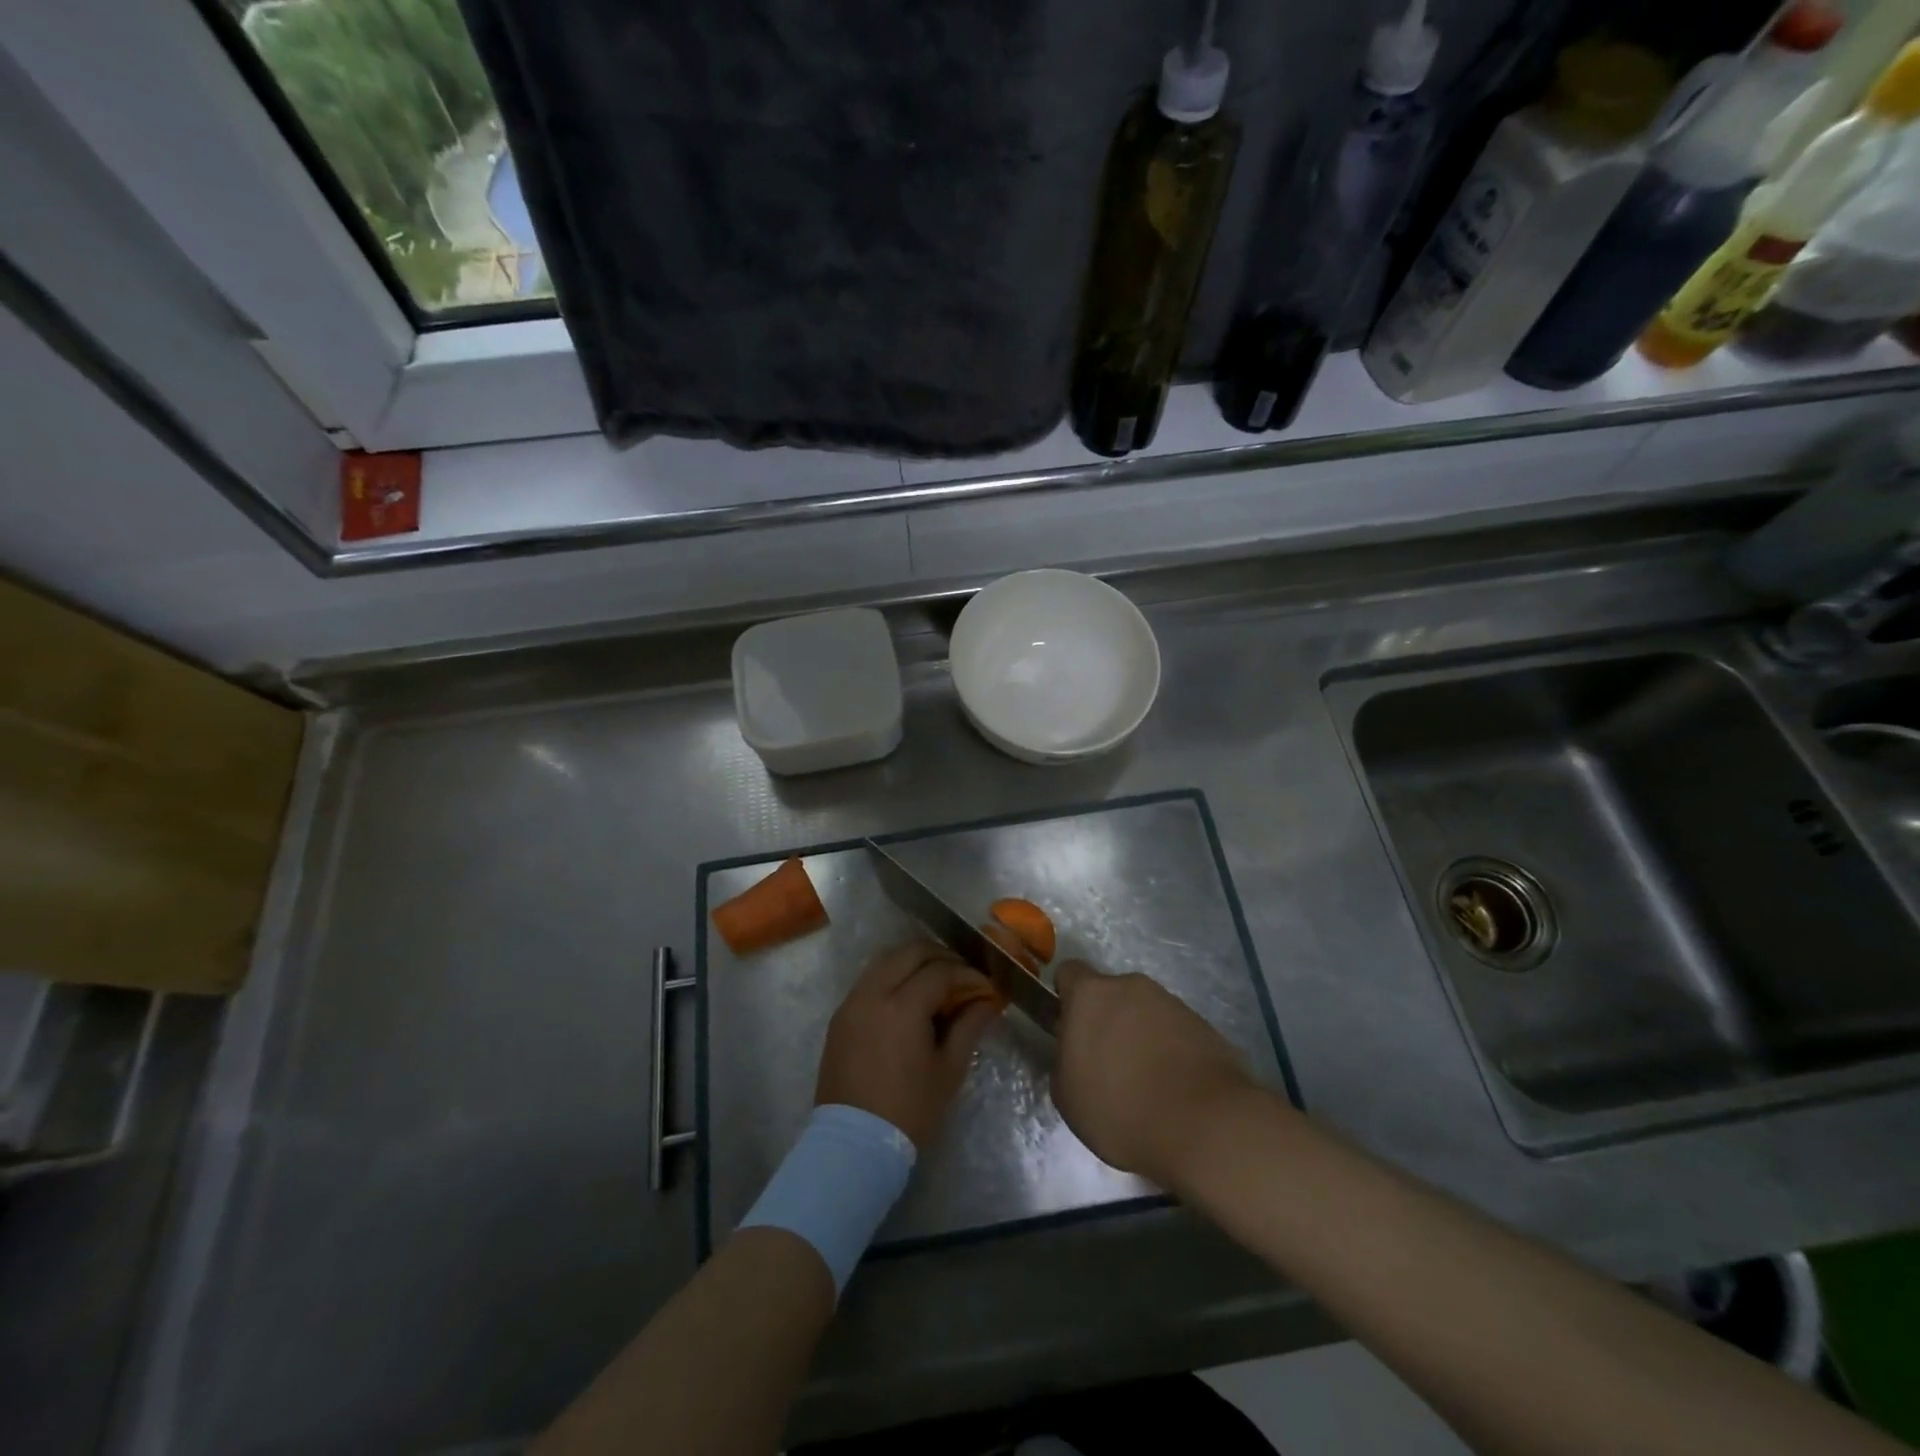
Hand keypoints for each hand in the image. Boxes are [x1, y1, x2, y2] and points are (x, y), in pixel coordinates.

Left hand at [815, 940, 1001, 1148]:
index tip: (986, 989)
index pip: (941, 971)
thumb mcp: (948, 1070)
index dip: (968, 975)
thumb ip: (969, 1027)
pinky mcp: (841, 1015)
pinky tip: (911, 997)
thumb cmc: (909, 1111)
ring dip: (915, 962)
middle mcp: (873, 993)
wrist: (854, 1144)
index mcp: (902, 1006)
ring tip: (939, 983)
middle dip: (942, 957)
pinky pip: (870, 978)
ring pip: (887, 959)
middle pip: (911, 951)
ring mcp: (852, 1001)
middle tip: (964, 977)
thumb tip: (988, 1001)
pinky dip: (894, 976)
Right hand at [1052, 961, 1258, 1190]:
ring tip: (1145, 1083)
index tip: (1069, 1029)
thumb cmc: (1121, 1109)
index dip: (1066, 997)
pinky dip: (1169, 1051)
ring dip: (1139, 1036)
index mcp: (1090, 995)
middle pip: (1110, 994)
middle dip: (1107, 1021)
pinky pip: (1174, 1031)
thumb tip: (1076, 1052)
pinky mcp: (1203, 1024)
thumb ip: (1065, 1060)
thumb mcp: (1067, 1096)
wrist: (1205, 1126)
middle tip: (1107, 1064)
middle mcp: (1130, 986)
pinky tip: (1174, 1089)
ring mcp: (1171, 1003)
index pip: (1069, 972)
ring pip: (1144, 1012)